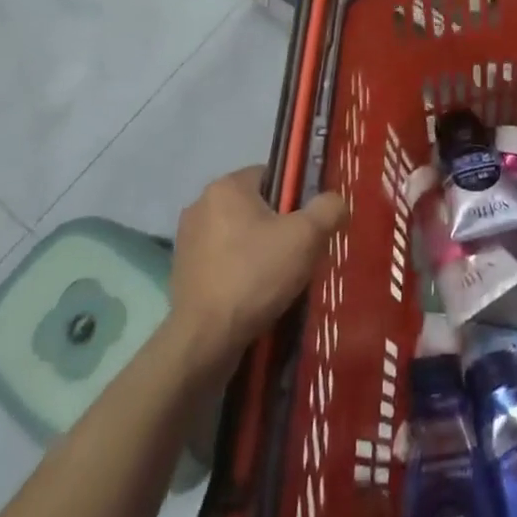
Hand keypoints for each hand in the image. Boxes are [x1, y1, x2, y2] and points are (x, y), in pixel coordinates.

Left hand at [168, 168, 346, 376]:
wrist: (204, 341)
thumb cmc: (255, 276)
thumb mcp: (306, 237)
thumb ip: (328, 209)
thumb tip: (335, 202)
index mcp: (227, 186)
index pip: (272, 175)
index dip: (296, 198)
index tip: (308, 226)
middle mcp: (201, 204)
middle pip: (256, 206)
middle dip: (278, 226)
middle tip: (299, 254)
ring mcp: (187, 239)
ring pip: (239, 235)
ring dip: (258, 250)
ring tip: (279, 279)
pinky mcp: (182, 271)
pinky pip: (223, 260)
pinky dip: (239, 271)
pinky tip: (255, 295)